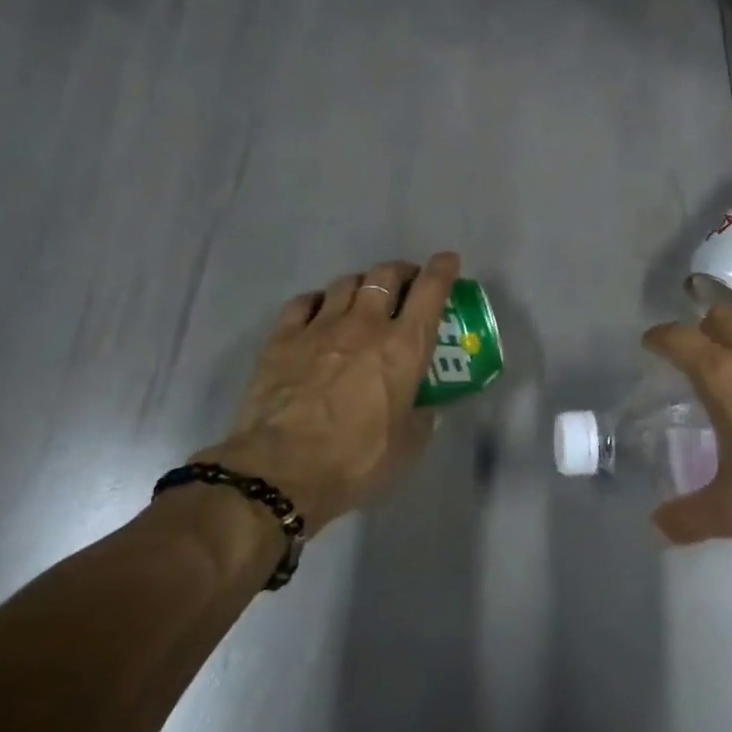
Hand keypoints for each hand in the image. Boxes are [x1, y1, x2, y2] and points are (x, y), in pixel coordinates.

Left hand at [197, 253, 461, 533]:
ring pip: (346, 283)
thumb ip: (421, 418)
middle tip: (406, 283)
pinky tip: (319, 311)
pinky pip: (304, 301)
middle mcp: (365, 325)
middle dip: (401, 272)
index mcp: (404, 348)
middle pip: (386, 276)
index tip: (449, 261)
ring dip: (362, 285)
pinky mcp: (282, 338)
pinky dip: (319, 300)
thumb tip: (425, 409)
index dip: (443, 270)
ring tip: (363, 298)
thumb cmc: (355, 460)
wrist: (281, 470)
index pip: (431, 291)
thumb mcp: (406, 446)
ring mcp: (320, 327)